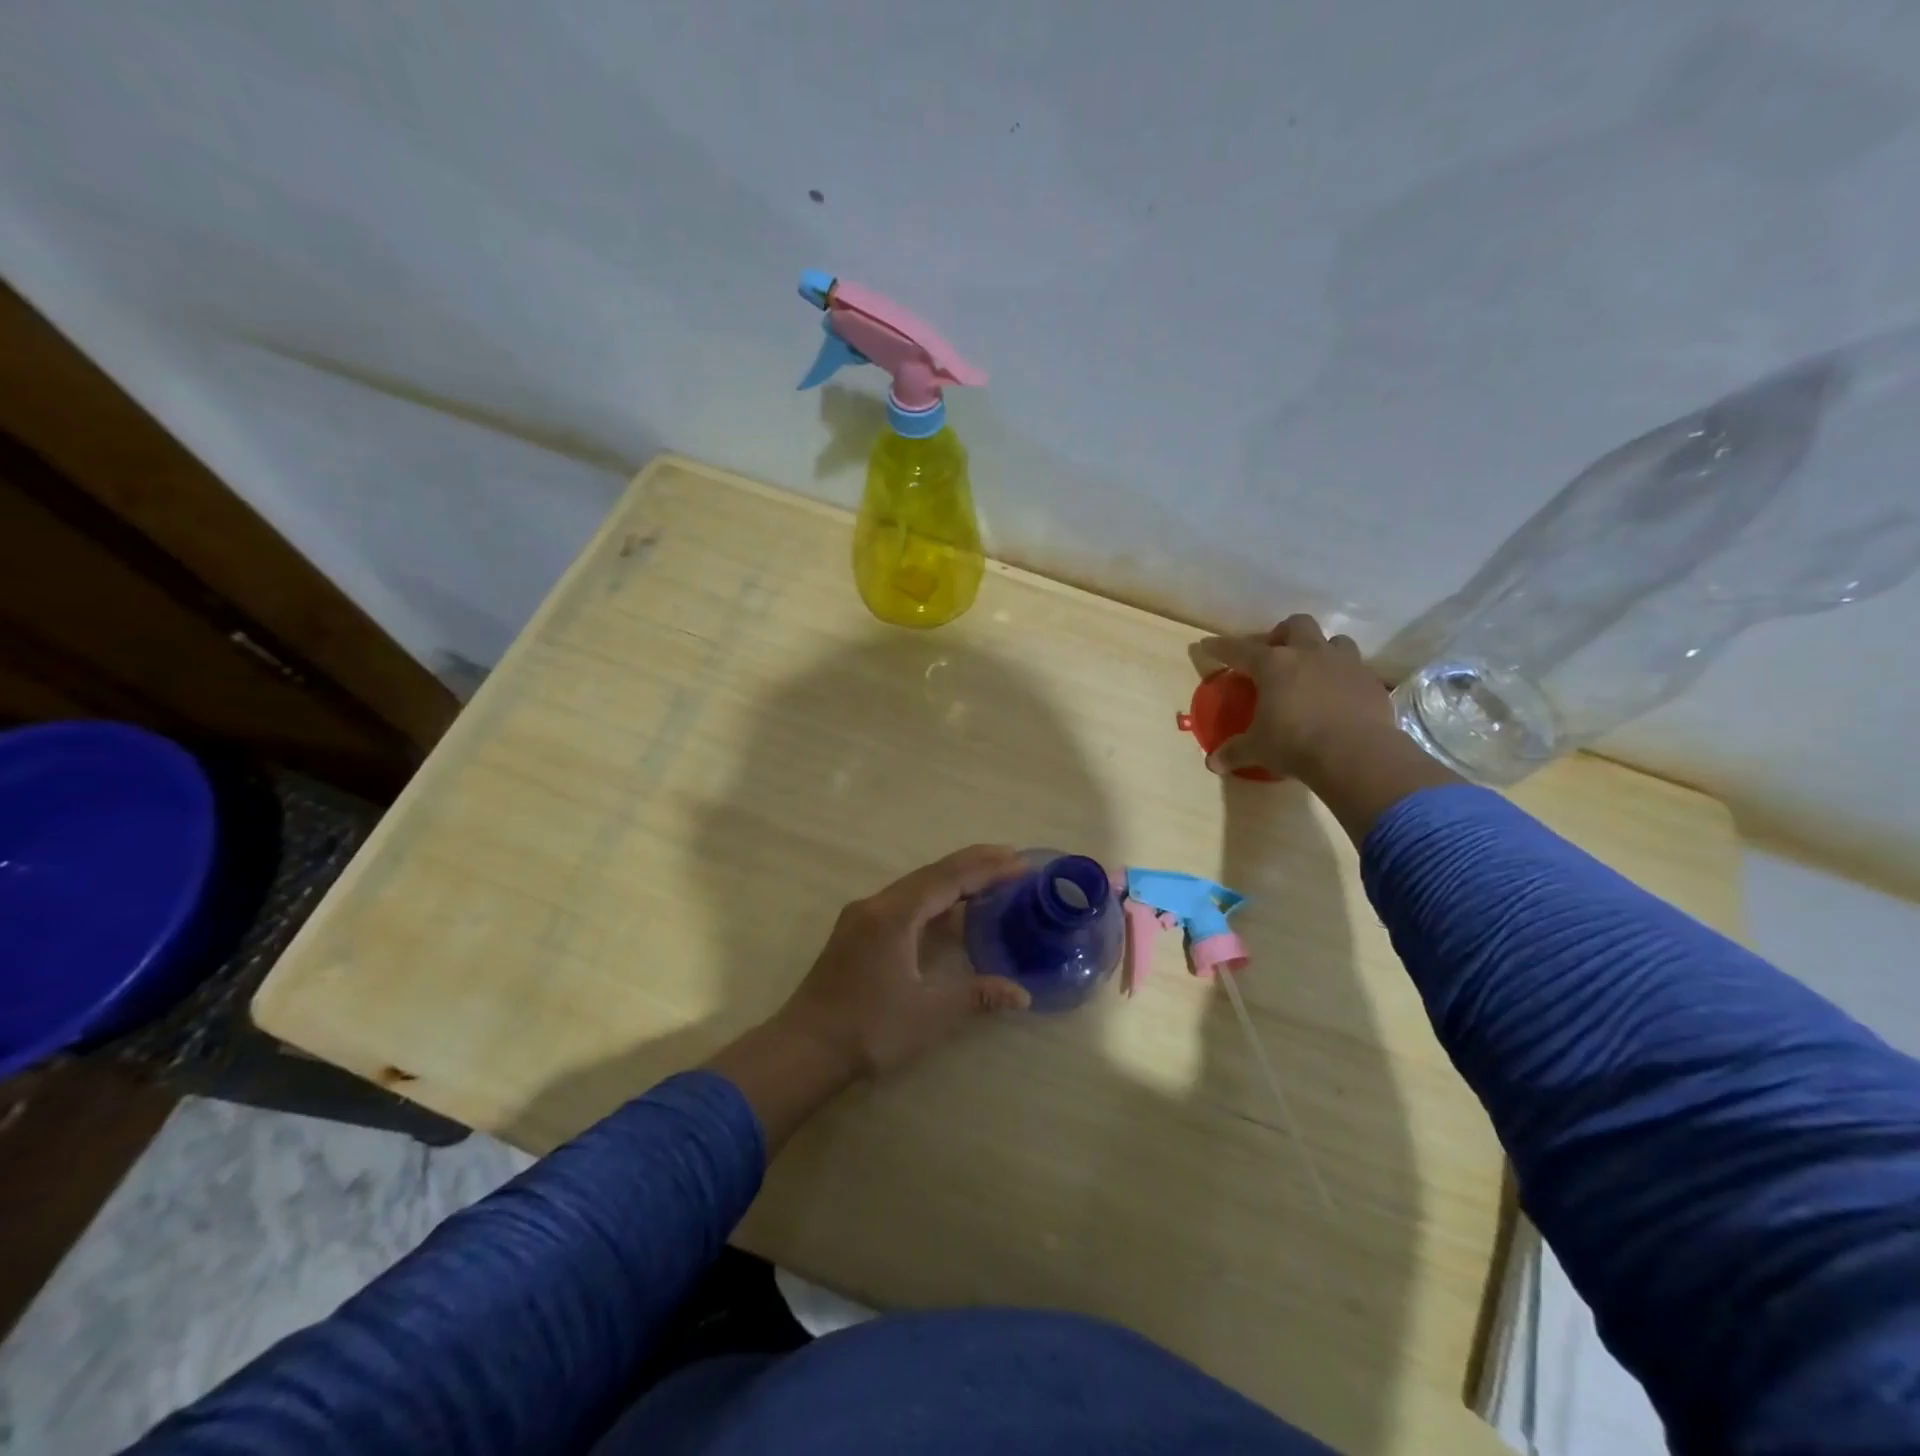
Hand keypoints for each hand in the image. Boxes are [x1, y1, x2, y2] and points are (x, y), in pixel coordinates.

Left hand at [773, 844, 1031, 1079]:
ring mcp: (862, 917)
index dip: (987, 869)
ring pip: (916, 886)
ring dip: (953, 879)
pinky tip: (950, 910)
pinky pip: (903, 901)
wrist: (804, 1050)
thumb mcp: (929, 1014)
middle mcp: (876, 905)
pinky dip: (934, 898)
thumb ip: (977, 995)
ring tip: (990, 877)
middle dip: (974, 864)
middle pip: (932, 874)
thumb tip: (1022, 994)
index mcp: (894, 915)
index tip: (1021, 863)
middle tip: (1013, 860)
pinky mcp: (856, 932)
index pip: (949, 879)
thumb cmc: (868, 1029)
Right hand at [1195, 614, 1394, 780]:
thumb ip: (1234, 752)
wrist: (1357, 754)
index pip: (1239, 649)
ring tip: (1313, 671)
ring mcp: (1345, 664)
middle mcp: (1309, 654)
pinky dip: (1344, 678)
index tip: (1208, 645)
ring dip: (1321, 650)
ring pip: (1334, 641)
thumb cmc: (1295, 744)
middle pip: (1296, 625)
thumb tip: (1213, 763)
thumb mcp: (1258, 749)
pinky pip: (1356, 670)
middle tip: (1275, 654)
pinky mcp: (1371, 682)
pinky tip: (1339, 697)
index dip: (1220, 647)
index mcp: (1273, 665)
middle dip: (1283, 634)